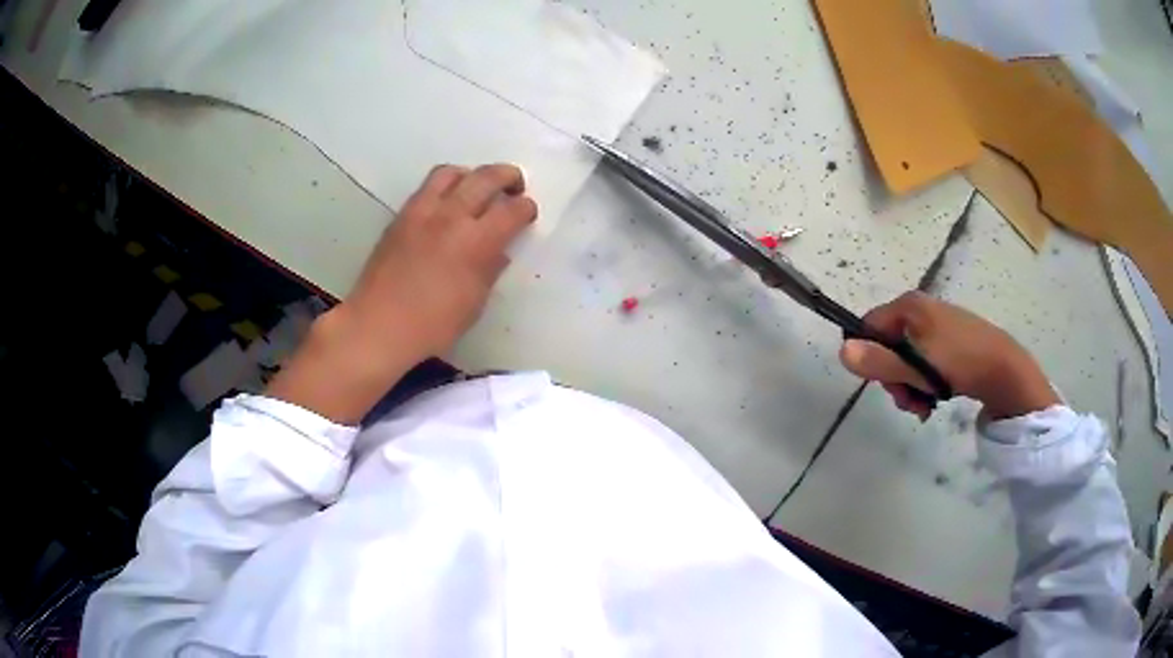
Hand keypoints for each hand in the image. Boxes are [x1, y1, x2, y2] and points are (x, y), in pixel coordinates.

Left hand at [266, 164, 536, 422]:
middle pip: (486, 177)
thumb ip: (490, 269)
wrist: (378, 326)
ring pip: (452, 173)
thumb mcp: (474, 303)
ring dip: (472, 174)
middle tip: (515, 186)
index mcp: (476, 242)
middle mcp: (451, 216)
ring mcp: (422, 212)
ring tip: (477, 188)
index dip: (526, 208)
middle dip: (508, 176)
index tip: (527, 215)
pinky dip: (445, 187)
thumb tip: (498, 251)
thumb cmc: (433, 326)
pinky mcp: (401, 216)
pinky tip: (447, 204)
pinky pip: (427, 188)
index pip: (512, 210)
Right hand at [838, 291, 1058, 420]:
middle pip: (888, 345)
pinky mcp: (949, 339)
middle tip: (908, 401)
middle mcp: (920, 309)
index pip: (869, 326)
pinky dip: (925, 381)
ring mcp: (936, 324)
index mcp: (909, 306)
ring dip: (909, 386)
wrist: (1004, 368)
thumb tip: (842, 352)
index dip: (870, 357)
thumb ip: (879, 363)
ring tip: (924, 405)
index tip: (884, 383)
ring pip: (907, 358)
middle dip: (894, 379)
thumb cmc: (958, 363)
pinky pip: (925, 360)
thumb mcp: (916, 368)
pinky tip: (934, 398)